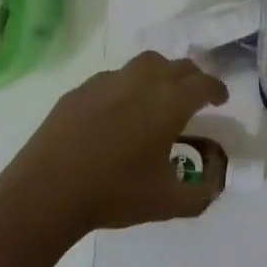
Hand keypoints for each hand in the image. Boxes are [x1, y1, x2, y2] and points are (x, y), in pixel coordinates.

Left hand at [4, 52, 229, 236]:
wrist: (46, 193)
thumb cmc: (114, 194)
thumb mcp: (168, 203)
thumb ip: (201, 193)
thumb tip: (215, 183)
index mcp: (170, 103)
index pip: (204, 83)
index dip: (217, 89)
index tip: (220, 100)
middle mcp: (143, 82)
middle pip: (178, 66)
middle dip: (192, 78)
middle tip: (194, 97)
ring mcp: (108, 82)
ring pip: (146, 63)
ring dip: (161, 73)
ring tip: (158, 95)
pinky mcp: (80, 90)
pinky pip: (114, 78)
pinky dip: (127, 86)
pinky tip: (119, 111)